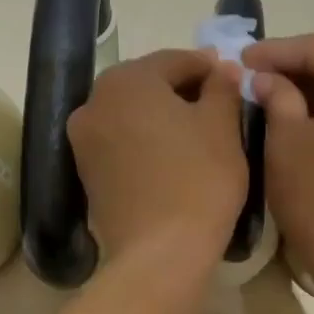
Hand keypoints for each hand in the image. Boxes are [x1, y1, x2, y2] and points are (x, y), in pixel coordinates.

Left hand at [68, 49, 247, 273]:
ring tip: (195, 133)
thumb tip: (222, 68)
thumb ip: (222, 88)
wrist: (160, 252)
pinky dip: (144, 141)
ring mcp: (84, 140)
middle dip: (181, 90)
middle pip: (146, 84)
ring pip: (131, 114)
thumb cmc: (198, 179)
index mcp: (127, 80)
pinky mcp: (85, 172)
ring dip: (160, 116)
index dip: (207, 67)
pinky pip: (120, 142)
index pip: (174, 60)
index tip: (230, 78)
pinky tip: (170, 157)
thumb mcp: (222, 127)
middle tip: (215, 104)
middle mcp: (94, 102)